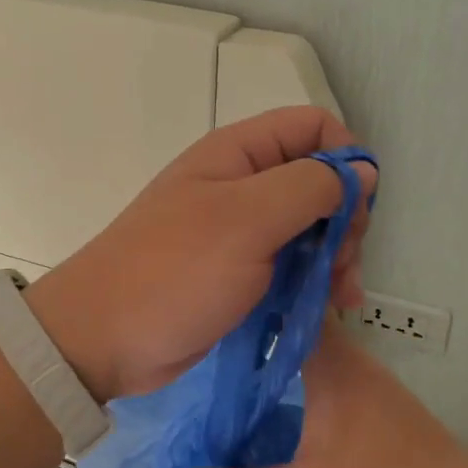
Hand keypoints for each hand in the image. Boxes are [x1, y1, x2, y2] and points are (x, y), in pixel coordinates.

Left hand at [28, 106, 375, 399]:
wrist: (104, 339)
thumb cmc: (174, 271)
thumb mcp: (247, 220)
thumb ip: (310, 186)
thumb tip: (363, 170)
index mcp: (239, 153)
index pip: (314, 128)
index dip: (345, 158)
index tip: (356, 207)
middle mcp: (243, 183)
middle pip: (319, 180)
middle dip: (343, 217)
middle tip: (343, 262)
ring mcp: (242, 230)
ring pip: (312, 226)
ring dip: (336, 256)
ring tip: (340, 295)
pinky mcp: (242, 271)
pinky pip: (294, 263)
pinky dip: (317, 281)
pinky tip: (329, 307)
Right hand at [166, 321, 467, 467]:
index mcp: (333, 366)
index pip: (288, 307)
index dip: (249, 300)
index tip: (207, 301)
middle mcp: (353, 363)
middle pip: (296, 327)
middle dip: (252, 330)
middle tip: (201, 341)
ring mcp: (370, 387)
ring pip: (313, 354)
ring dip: (275, 358)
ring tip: (226, 373)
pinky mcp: (381, 412)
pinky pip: (327, 378)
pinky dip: (296, 381)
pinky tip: (273, 409)